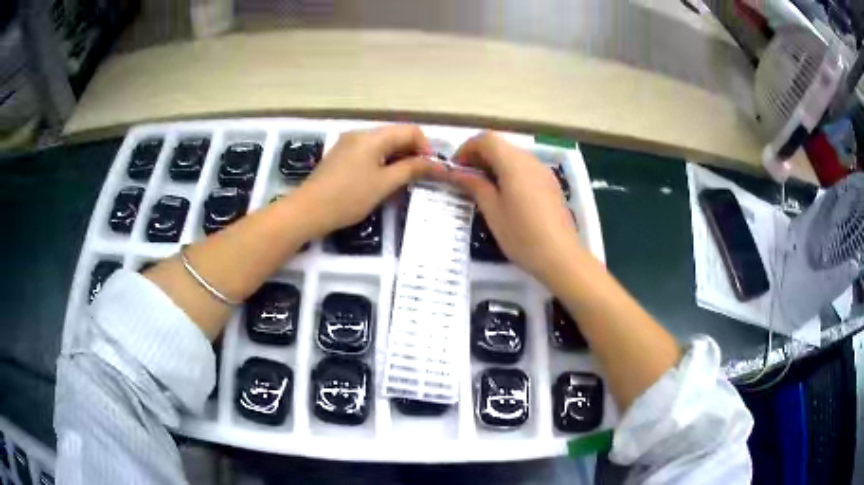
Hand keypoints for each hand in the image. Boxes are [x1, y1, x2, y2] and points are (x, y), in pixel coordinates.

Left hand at [293, 125, 444, 236]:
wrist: (307, 211)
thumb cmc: (348, 197)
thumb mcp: (384, 184)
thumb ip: (411, 169)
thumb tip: (436, 164)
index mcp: (373, 136)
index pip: (410, 131)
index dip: (425, 149)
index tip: (430, 171)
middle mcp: (361, 134)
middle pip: (396, 136)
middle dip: (412, 155)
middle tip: (418, 180)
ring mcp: (348, 145)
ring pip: (383, 146)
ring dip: (397, 160)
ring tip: (401, 184)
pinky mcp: (341, 157)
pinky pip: (369, 154)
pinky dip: (381, 164)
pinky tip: (381, 183)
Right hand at [447, 132, 580, 281]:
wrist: (560, 256)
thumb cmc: (522, 235)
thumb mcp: (492, 211)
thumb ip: (475, 185)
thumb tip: (457, 172)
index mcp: (514, 163)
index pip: (486, 139)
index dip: (466, 149)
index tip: (455, 169)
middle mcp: (530, 160)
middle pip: (500, 145)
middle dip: (479, 156)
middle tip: (466, 180)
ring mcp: (544, 171)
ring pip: (513, 156)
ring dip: (494, 165)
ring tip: (483, 189)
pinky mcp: (551, 184)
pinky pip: (525, 169)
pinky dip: (510, 173)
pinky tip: (505, 196)